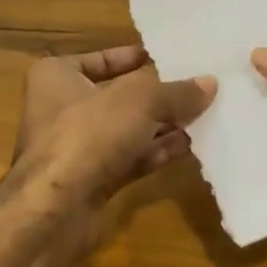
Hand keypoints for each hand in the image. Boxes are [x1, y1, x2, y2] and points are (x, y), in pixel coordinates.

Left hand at [14, 46, 215, 209]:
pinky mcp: (92, 180)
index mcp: (57, 77)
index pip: (98, 59)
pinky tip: (189, 146)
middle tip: (195, 88)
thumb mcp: (139, 100)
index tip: (164, 59)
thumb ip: (176, 92)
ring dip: (161, 125)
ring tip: (202, 116)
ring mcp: (77, 148)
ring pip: (126, 130)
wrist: (57, 208)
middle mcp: (62, 109)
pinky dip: (156, 152)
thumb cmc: (88, 133)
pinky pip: (130, 159)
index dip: (131, 57)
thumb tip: (210, 83)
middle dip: (156, 95)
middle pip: (117, 96)